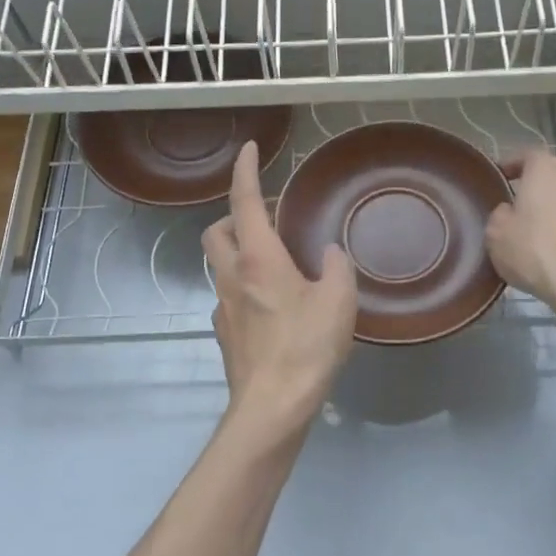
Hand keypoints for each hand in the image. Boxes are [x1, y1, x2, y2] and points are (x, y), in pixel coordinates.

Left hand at [203, 142, 357, 428]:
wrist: (273, 406)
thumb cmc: (307, 347)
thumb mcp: (339, 301)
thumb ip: (338, 267)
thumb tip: (331, 253)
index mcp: (258, 259)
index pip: (243, 202)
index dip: (245, 170)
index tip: (249, 149)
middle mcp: (232, 277)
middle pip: (216, 231)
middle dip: (234, 216)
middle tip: (267, 219)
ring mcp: (223, 308)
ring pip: (220, 265)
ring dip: (240, 252)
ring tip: (276, 262)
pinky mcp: (225, 334)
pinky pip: (229, 296)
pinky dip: (245, 287)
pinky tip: (273, 305)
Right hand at [485, 149, 555, 322]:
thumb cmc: (536, 251)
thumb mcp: (496, 234)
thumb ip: (499, 215)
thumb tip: (509, 212)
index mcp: (546, 168)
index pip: (526, 154)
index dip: (510, 164)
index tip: (498, 176)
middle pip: (550, 174)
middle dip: (534, 186)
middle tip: (515, 204)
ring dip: (553, 207)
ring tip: (535, 227)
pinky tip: (555, 247)